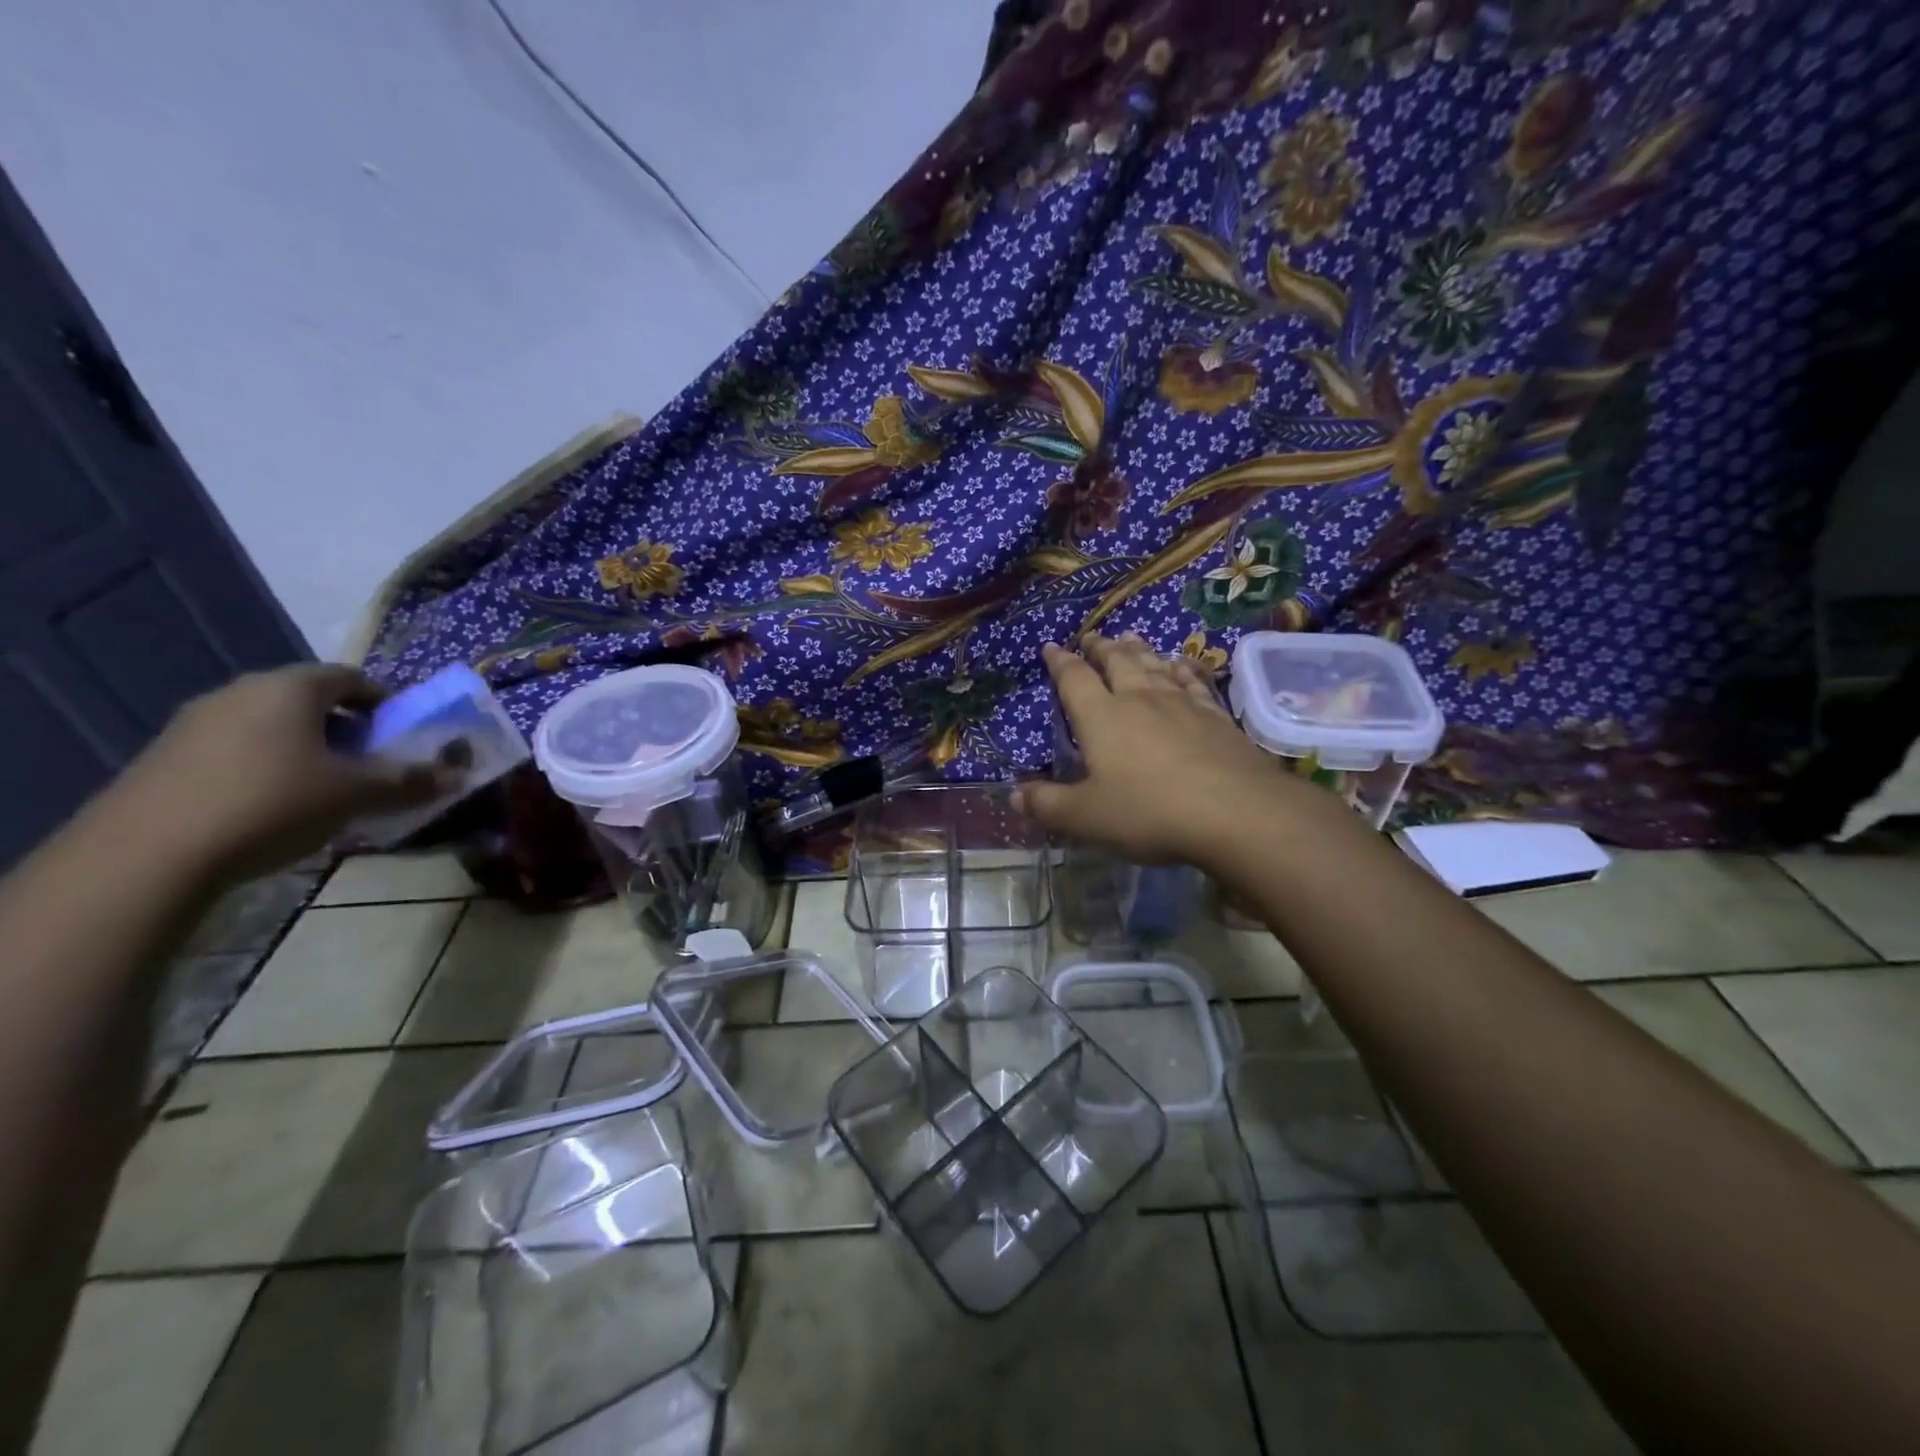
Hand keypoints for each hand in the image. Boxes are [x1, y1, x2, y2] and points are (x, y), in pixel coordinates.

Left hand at [109, 664, 461, 883]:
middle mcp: (240, 692)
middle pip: (309, 700)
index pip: (350, 677)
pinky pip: (237, 750)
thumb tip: (459, 776)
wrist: (145, 856)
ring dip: (307, 749)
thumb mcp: (357, 794)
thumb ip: (410, 781)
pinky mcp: (165, 758)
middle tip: (371, 764)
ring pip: (271, 726)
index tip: (401, 734)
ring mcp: (194, 724)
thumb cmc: (272, 803)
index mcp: (290, 688)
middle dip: (347, 728)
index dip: (383, 702)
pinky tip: (275, 807)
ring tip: (327, 790)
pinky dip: (267, 767)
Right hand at [1017, 634, 1314, 866]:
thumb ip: (1048, 804)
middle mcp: (1139, 699)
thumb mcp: (1086, 817)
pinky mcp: (1215, 716)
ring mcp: (1181, 703)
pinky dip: (1182, 668)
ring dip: (1138, 650)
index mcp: (1101, 717)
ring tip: (1129, 637)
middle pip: (1117, 662)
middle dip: (1101, 648)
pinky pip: (1193, 681)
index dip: (1060, 662)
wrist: (1234, 811)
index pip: (1074, 679)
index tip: (1052, 648)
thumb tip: (1014, 795)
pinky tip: (1181, 664)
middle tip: (1092, 637)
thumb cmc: (1149, 812)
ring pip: (1154, 665)